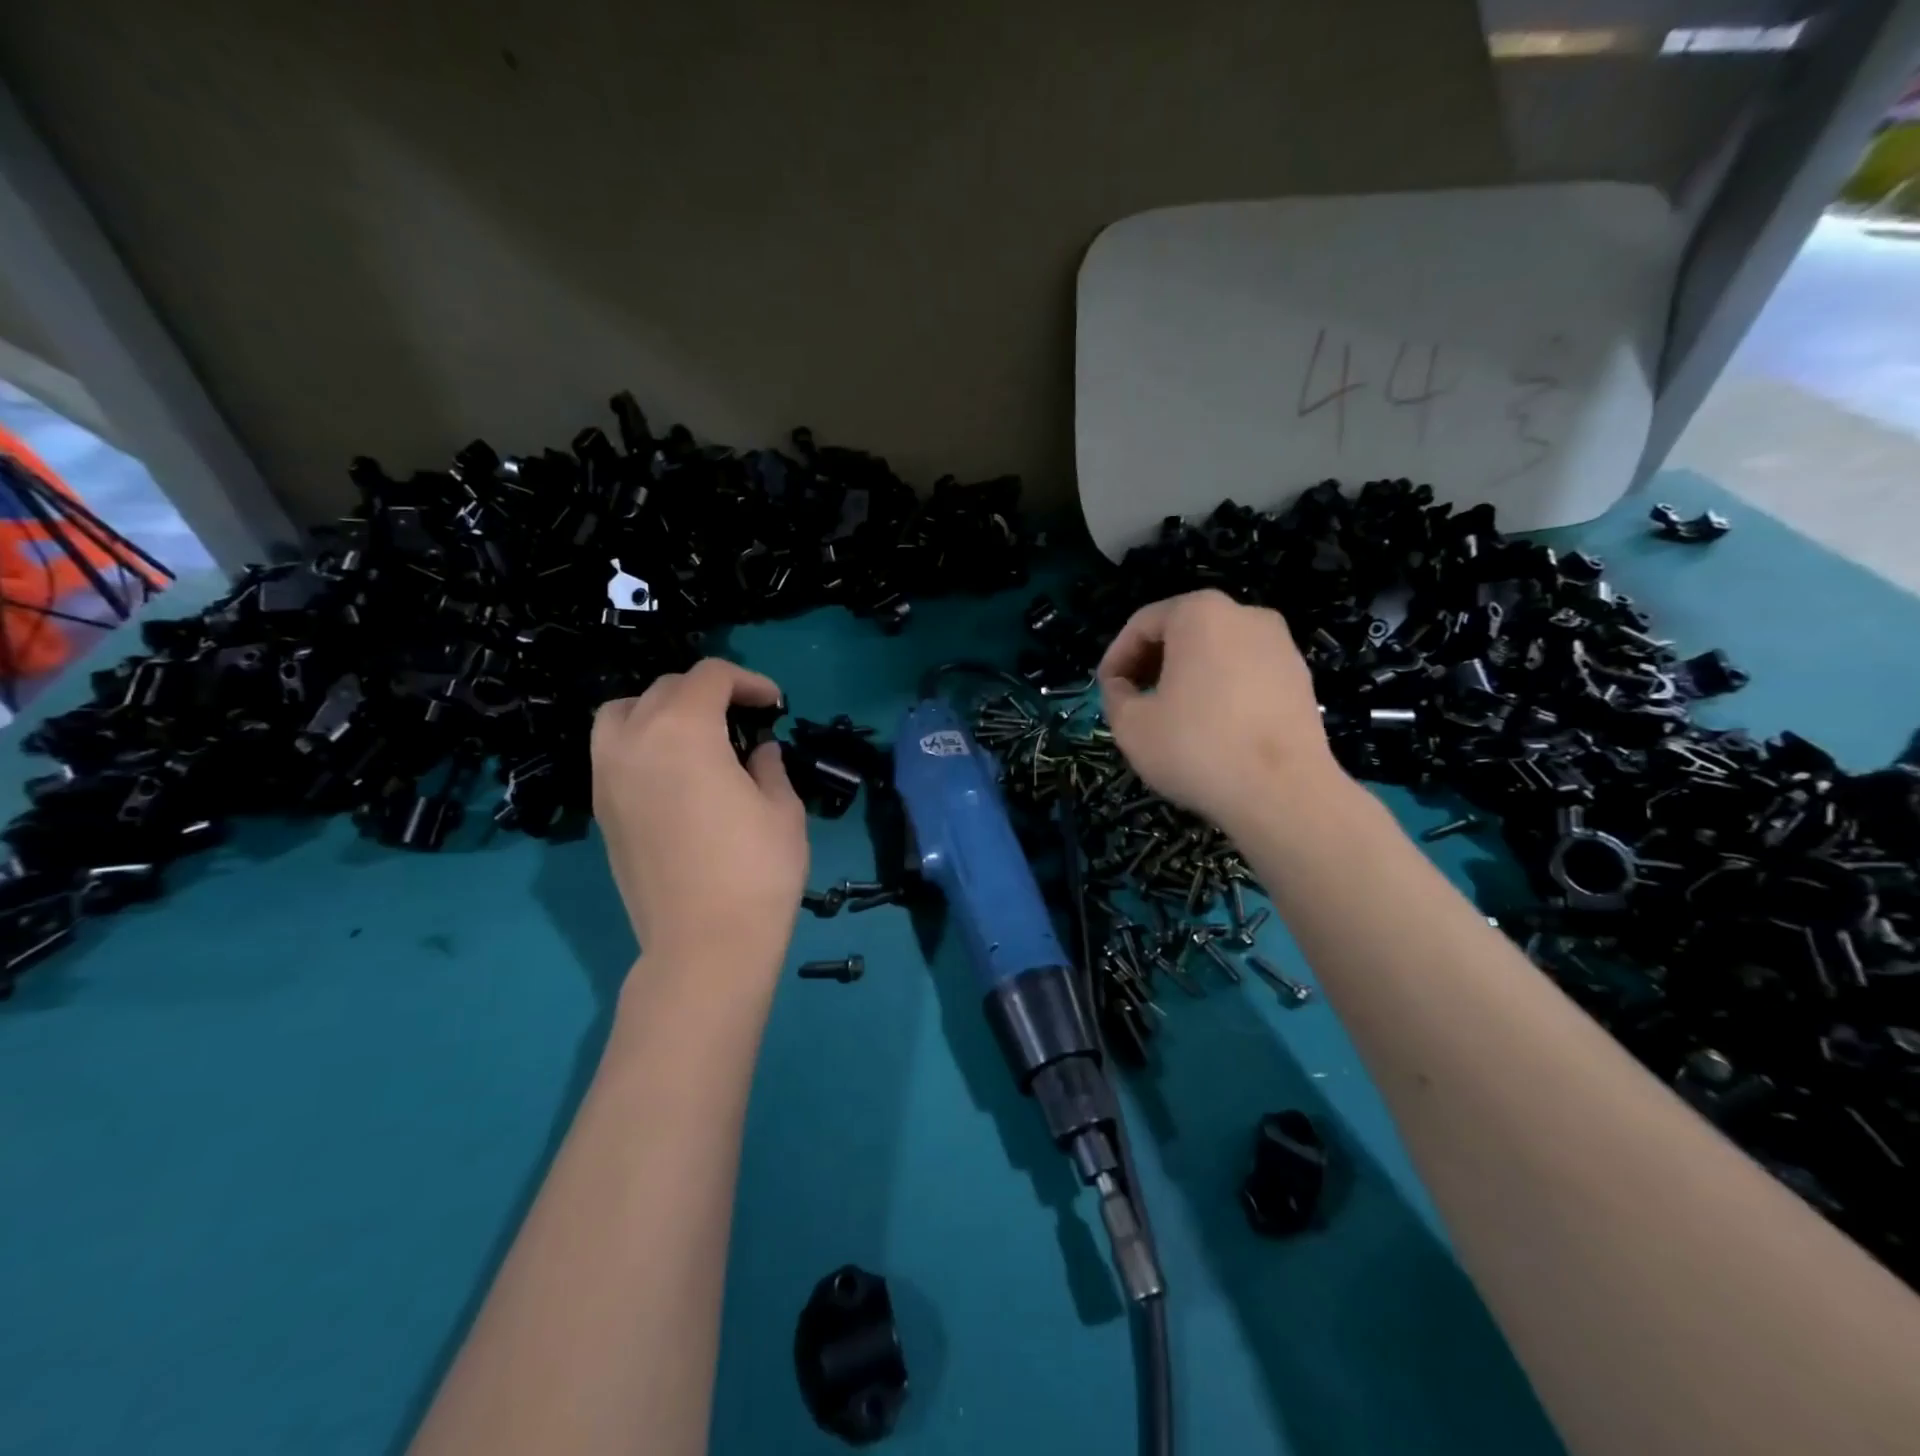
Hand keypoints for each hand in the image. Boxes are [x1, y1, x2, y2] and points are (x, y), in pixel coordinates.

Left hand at [591, 660, 808, 972]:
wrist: (704, 945)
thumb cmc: (757, 871)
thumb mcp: (782, 809)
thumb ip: (768, 766)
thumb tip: (757, 751)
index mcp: (683, 731)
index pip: (709, 677)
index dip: (748, 681)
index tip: (774, 705)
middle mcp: (634, 742)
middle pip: (665, 689)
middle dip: (708, 692)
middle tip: (743, 718)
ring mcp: (608, 778)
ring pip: (622, 713)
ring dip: (660, 709)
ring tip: (695, 735)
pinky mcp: (601, 812)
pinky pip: (612, 752)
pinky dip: (641, 742)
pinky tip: (674, 772)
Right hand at [1097, 589, 1341, 830]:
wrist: (1283, 792)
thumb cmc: (1196, 747)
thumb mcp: (1130, 724)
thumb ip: (1116, 695)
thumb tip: (1123, 687)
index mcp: (1200, 613)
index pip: (1142, 624)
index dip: (1117, 658)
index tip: (1107, 691)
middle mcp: (1246, 615)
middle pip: (1183, 631)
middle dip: (1153, 664)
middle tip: (1134, 701)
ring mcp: (1281, 645)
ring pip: (1217, 653)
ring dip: (1187, 677)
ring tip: (1171, 717)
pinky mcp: (1301, 679)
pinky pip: (1246, 674)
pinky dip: (1221, 690)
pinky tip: (1212, 729)